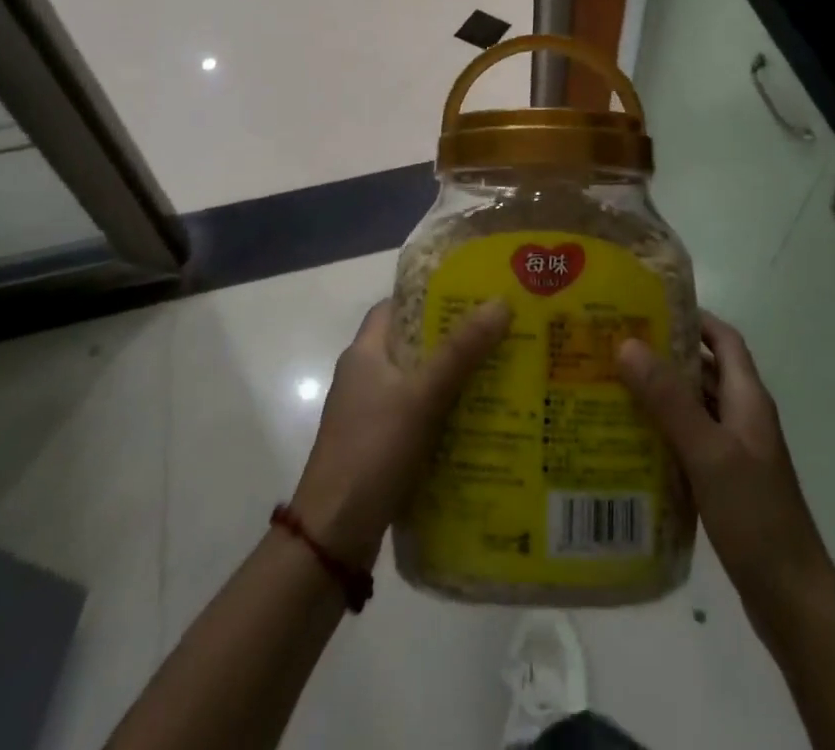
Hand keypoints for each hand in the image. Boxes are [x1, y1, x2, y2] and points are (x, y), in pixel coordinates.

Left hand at [289, 298, 510, 567]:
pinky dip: (446, 414)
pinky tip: (480, 421)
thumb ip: (461, 351)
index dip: (430, 297)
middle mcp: (364, 377)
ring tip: (501, 373)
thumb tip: (500, 302)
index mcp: (364, 353)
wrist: (333, 537)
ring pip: (419, 383)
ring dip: (454, 379)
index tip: (471, 296)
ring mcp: (370, 415)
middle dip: (454, 339)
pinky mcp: (380, 447)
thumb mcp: (422, 395)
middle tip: (499, 334)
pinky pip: (419, 417)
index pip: (396, 307)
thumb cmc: (373, 450)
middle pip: (413, 344)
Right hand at [617, 312, 834, 637]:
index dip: (692, 317)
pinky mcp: (725, 482)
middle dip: (664, 355)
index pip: (723, 339)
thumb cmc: (754, 514)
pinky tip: (630, 440)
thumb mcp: (707, 451)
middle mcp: (743, 416)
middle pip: (703, 370)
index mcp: (747, 398)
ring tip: (612, 386)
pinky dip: (663, 432)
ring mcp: (735, 451)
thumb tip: (627, 343)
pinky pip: (690, 441)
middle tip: (615, 346)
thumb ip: (669, 399)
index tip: (648, 307)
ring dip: (660, 394)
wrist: (792, 597)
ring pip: (694, 407)